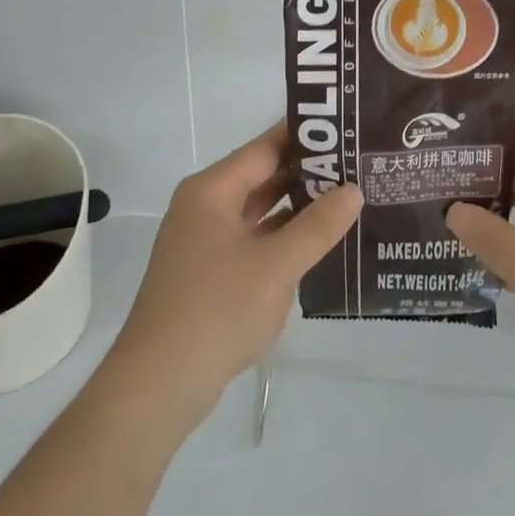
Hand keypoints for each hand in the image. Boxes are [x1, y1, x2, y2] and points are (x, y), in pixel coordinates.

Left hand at [106, 122, 361, 427]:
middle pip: (262, 177)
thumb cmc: (216, 311)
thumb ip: (318, 226)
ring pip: (259, 211)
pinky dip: (282, 238)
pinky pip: (253, 241)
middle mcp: (205, 207)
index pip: (265, 147)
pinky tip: (317, 244)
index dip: (305, 136)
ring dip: (297, 207)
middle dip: (306, 173)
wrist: (158, 387)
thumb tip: (353, 189)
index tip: (345, 129)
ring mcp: (205, 242)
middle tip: (356, 165)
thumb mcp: (276, 266)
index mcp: (211, 191)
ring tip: (346, 198)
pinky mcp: (209, 274)